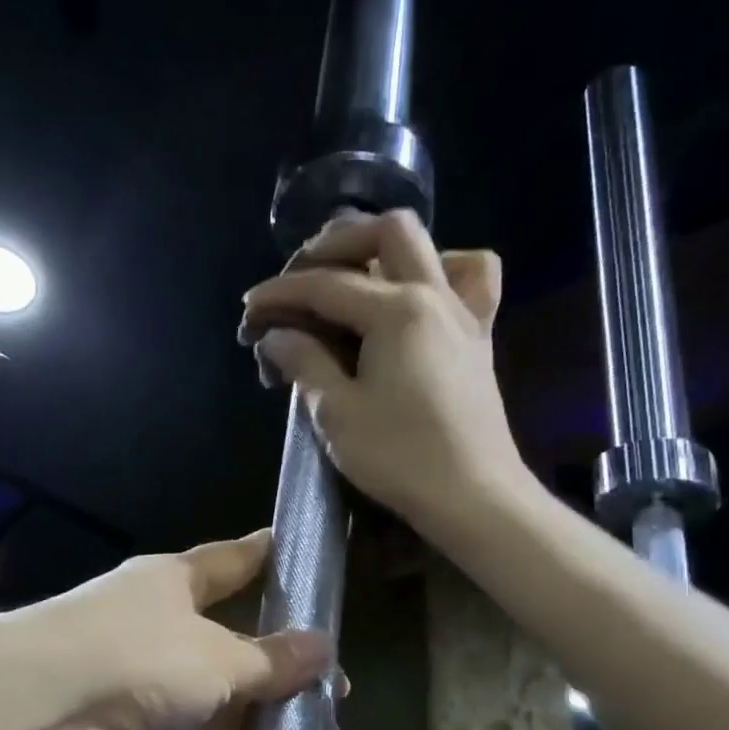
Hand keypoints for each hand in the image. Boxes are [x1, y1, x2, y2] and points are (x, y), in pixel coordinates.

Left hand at [23, 529, 332, 729]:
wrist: (40, 719)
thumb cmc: (138, 657)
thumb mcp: (217, 654)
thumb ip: (271, 660)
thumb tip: (324, 648)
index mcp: (173, 587)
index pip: (229, 563)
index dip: (265, 557)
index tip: (302, 552)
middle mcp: (159, 634)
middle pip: (230, 646)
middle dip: (279, 668)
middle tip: (338, 688)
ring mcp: (146, 694)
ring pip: (215, 709)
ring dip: (259, 727)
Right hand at [239, 209, 523, 533]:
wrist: (474, 497)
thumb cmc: (401, 457)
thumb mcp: (337, 413)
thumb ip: (305, 363)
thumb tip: (278, 336)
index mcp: (397, 311)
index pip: (326, 285)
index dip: (281, 292)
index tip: (250, 307)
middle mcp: (435, 296)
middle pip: (387, 232)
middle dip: (336, 244)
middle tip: (301, 276)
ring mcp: (464, 314)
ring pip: (435, 247)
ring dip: (389, 250)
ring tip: (358, 278)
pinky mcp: (478, 338)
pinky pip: (472, 281)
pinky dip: (442, 273)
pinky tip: (416, 299)